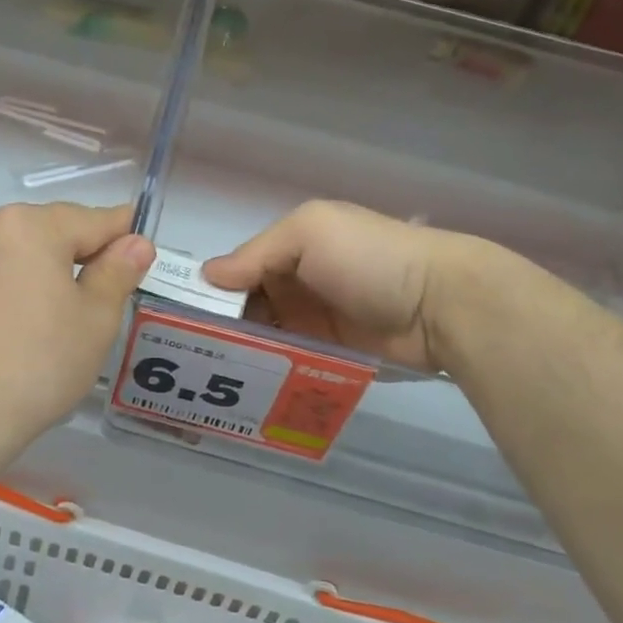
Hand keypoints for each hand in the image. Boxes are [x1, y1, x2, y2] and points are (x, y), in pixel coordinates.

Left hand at [0, 203, 153, 457]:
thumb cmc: (38, 366)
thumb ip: (117, 272)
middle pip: (44, 229)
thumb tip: (136, 241)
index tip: (135, 246)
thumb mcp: (95, 322)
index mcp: (36, 227)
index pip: (92, 221)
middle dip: (68, 251)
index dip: (120, 233)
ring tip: (26, 297)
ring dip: (18, 254)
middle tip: (84, 293)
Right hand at [202, 200, 476, 371]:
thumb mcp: (310, 233)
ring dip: (241, 352)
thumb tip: (206, 276)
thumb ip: (256, 253)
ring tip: (206, 379)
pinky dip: (268, 372)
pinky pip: (289, 363)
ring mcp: (313, 323)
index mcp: (291, 248)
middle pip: (247, 308)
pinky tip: (240, 389)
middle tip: (188, 355)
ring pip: (264, 339)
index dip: (212, 290)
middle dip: (220, 327)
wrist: (442, 305)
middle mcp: (297, 284)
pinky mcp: (328, 356)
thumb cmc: (370, 257)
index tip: (180, 316)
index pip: (238, 270)